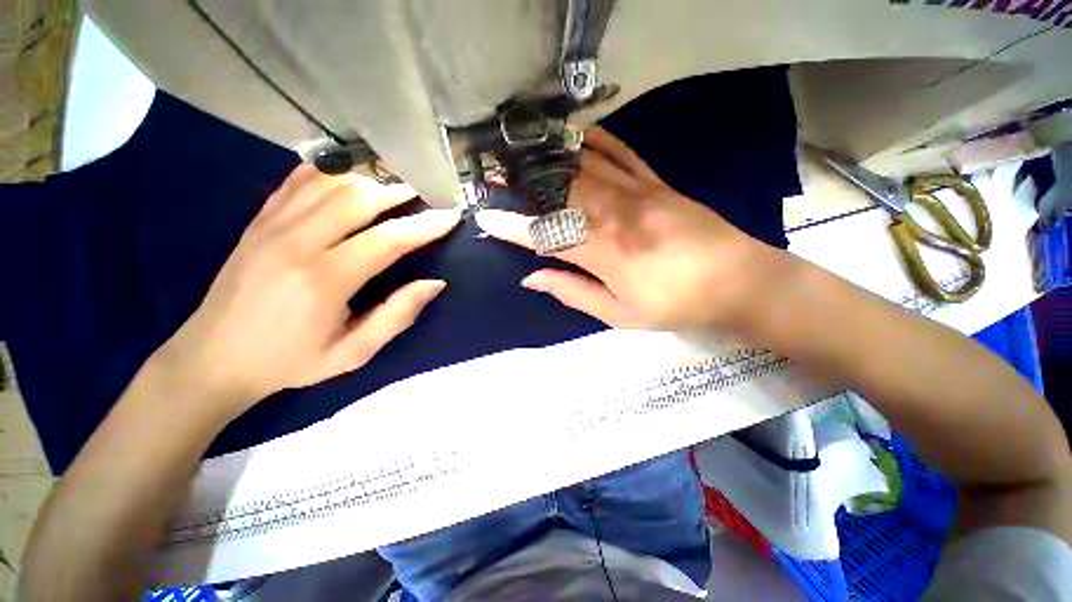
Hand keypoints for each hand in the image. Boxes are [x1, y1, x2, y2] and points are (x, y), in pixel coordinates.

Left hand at [154, 165, 459, 419]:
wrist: (213, 358)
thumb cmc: (290, 361)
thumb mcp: (353, 353)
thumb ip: (397, 316)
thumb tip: (435, 283)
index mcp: (324, 280)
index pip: (388, 240)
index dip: (425, 225)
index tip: (451, 215)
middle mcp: (296, 243)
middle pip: (359, 198)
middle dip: (400, 192)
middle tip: (425, 195)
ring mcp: (272, 226)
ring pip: (330, 182)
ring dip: (370, 179)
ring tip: (395, 187)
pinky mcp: (258, 220)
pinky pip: (298, 181)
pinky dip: (331, 172)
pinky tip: (350, 177)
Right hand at [476, 129, 770, 330]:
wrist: (739, 282)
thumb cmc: (676, 306)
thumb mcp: (620, 314)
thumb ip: (573, 293)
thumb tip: (532, 279)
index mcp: (604, 252)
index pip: (546, 234)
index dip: (513, 227)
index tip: (487, 218)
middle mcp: (614, 214)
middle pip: (559, 192)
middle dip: (523, 184)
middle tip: (495, 176)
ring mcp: (637, 192)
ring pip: (583, 167)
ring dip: (549, 160)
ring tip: (521, 154)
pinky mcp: (656, 182)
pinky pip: (621, 152)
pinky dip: (595, 141)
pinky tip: (574, 135)